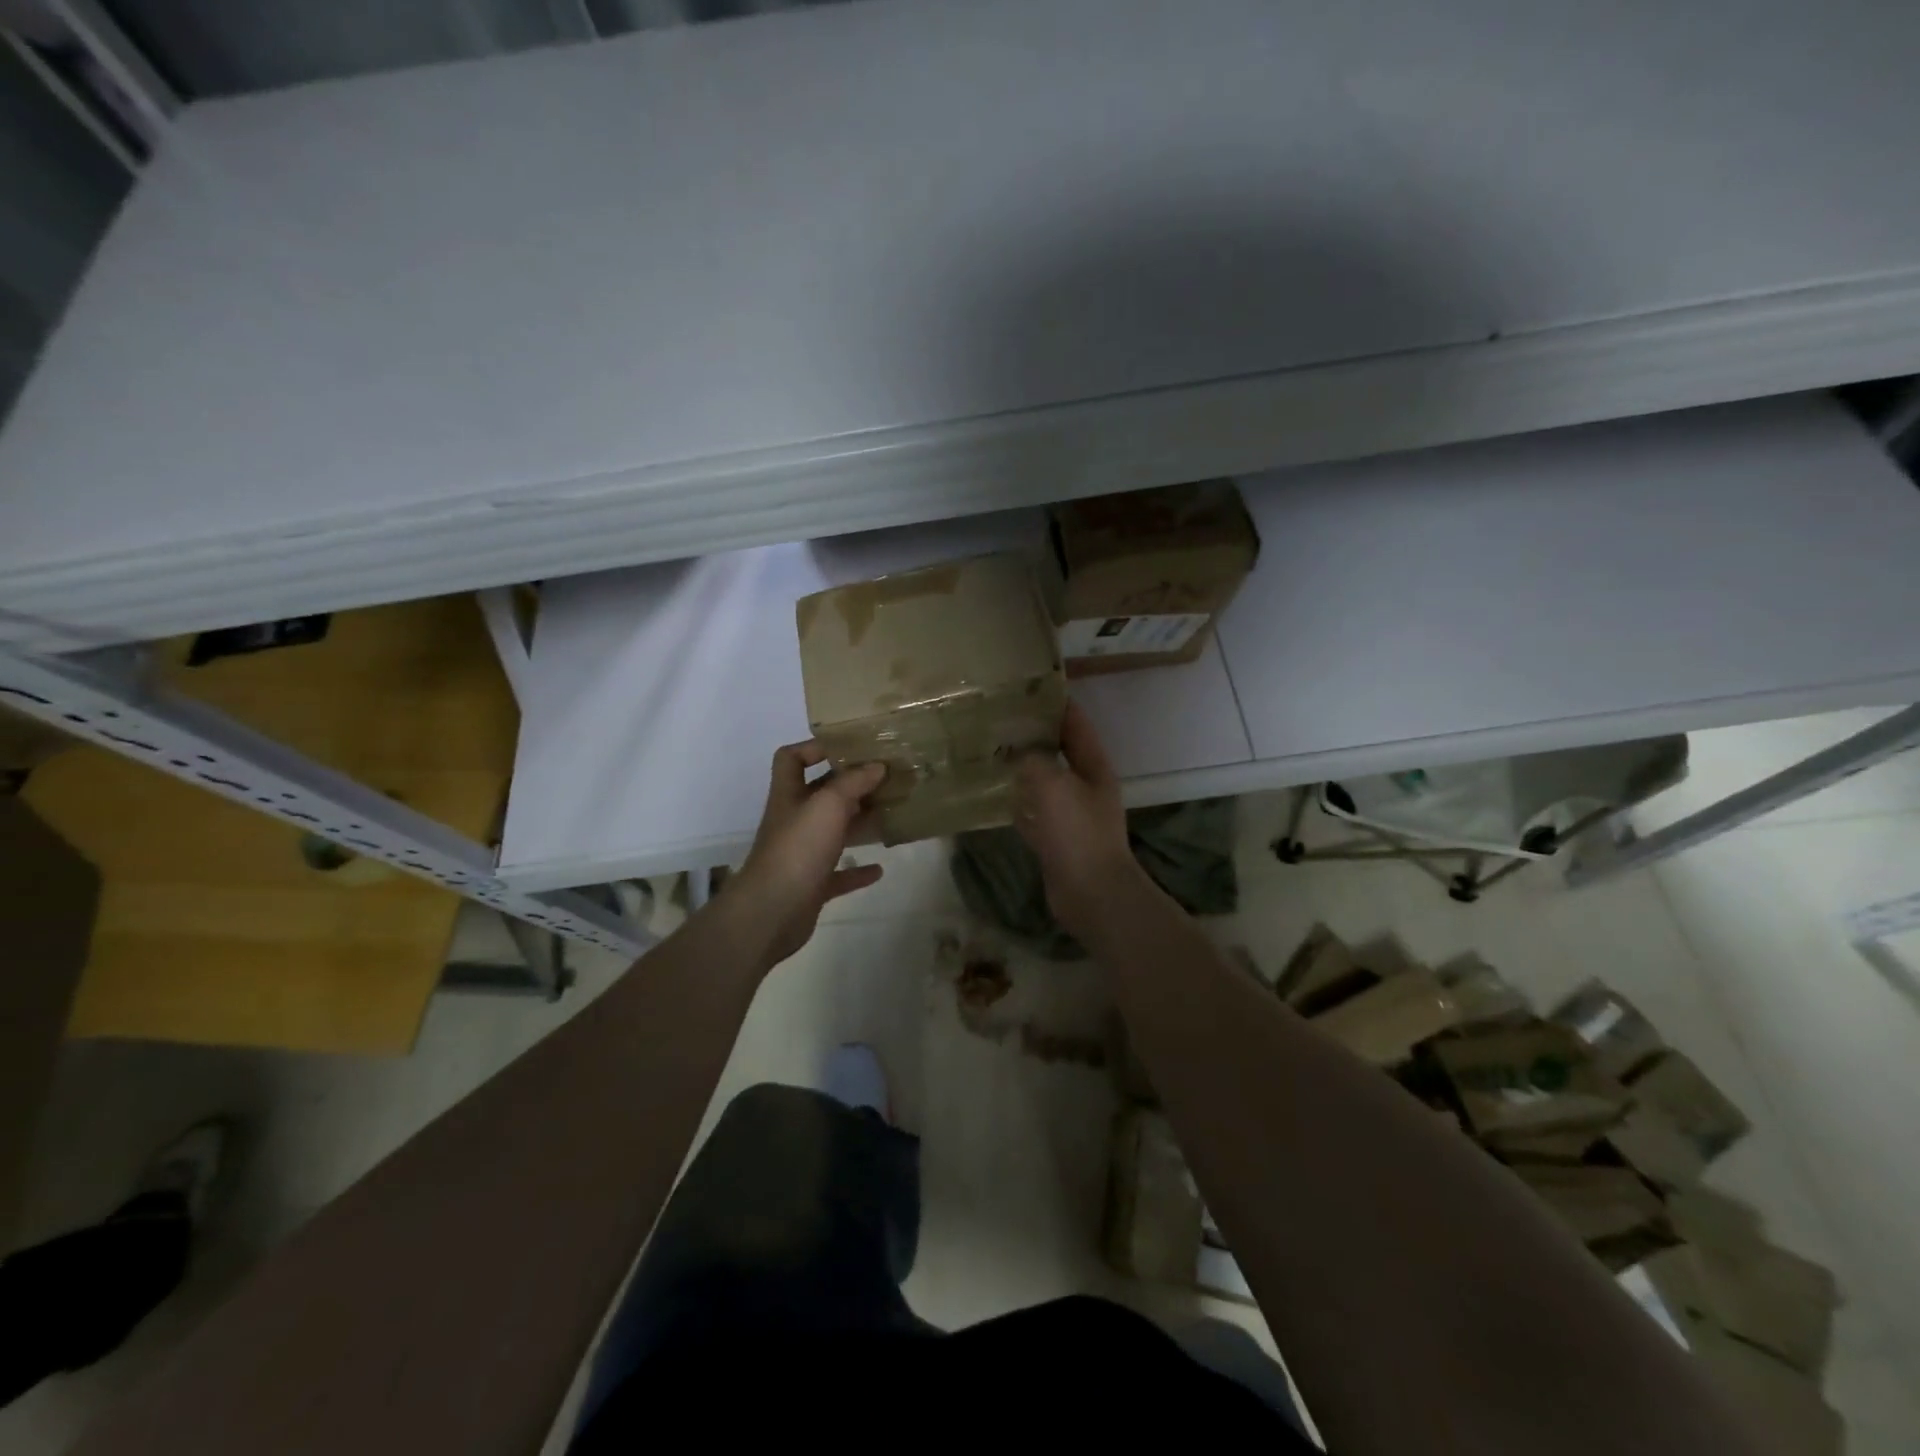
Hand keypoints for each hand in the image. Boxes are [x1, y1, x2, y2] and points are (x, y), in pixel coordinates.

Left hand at [728, 741, 886, 966]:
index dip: (814, 747)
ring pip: (834, 832)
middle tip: (886, 780)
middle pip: (821, 794)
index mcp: (790, 795)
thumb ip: (853, 782)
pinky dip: (858, 869)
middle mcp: (794, 820)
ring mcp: (802, 854)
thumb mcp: (828, 804)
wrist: (772, 911)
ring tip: (891, 815)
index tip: (848, 747)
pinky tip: (879, 868)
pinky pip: (839, 873)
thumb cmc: (798, 848)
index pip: (791, 758)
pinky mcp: (812, 885)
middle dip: (851, 786)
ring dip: (859, 823)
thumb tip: (877, 766)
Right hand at [1014, 702, 1148, 941]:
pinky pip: (1031, 812)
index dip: (1055, 703)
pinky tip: (990, 794)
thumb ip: (1033, 760)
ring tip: (988, 750)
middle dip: (1032, 735)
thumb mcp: (1053, 785)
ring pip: (1041, 781)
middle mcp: (1084, 786)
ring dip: (1020, 768)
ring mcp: (1069, 814)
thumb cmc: (1077, 832)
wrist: (1091, 893)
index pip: (1075, 723)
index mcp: (1093, 766)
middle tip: (997, 718)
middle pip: (1058, 751)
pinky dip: (1013, 802)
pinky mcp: (1054, 839)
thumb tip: (1016, 750)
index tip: (1027, 686)